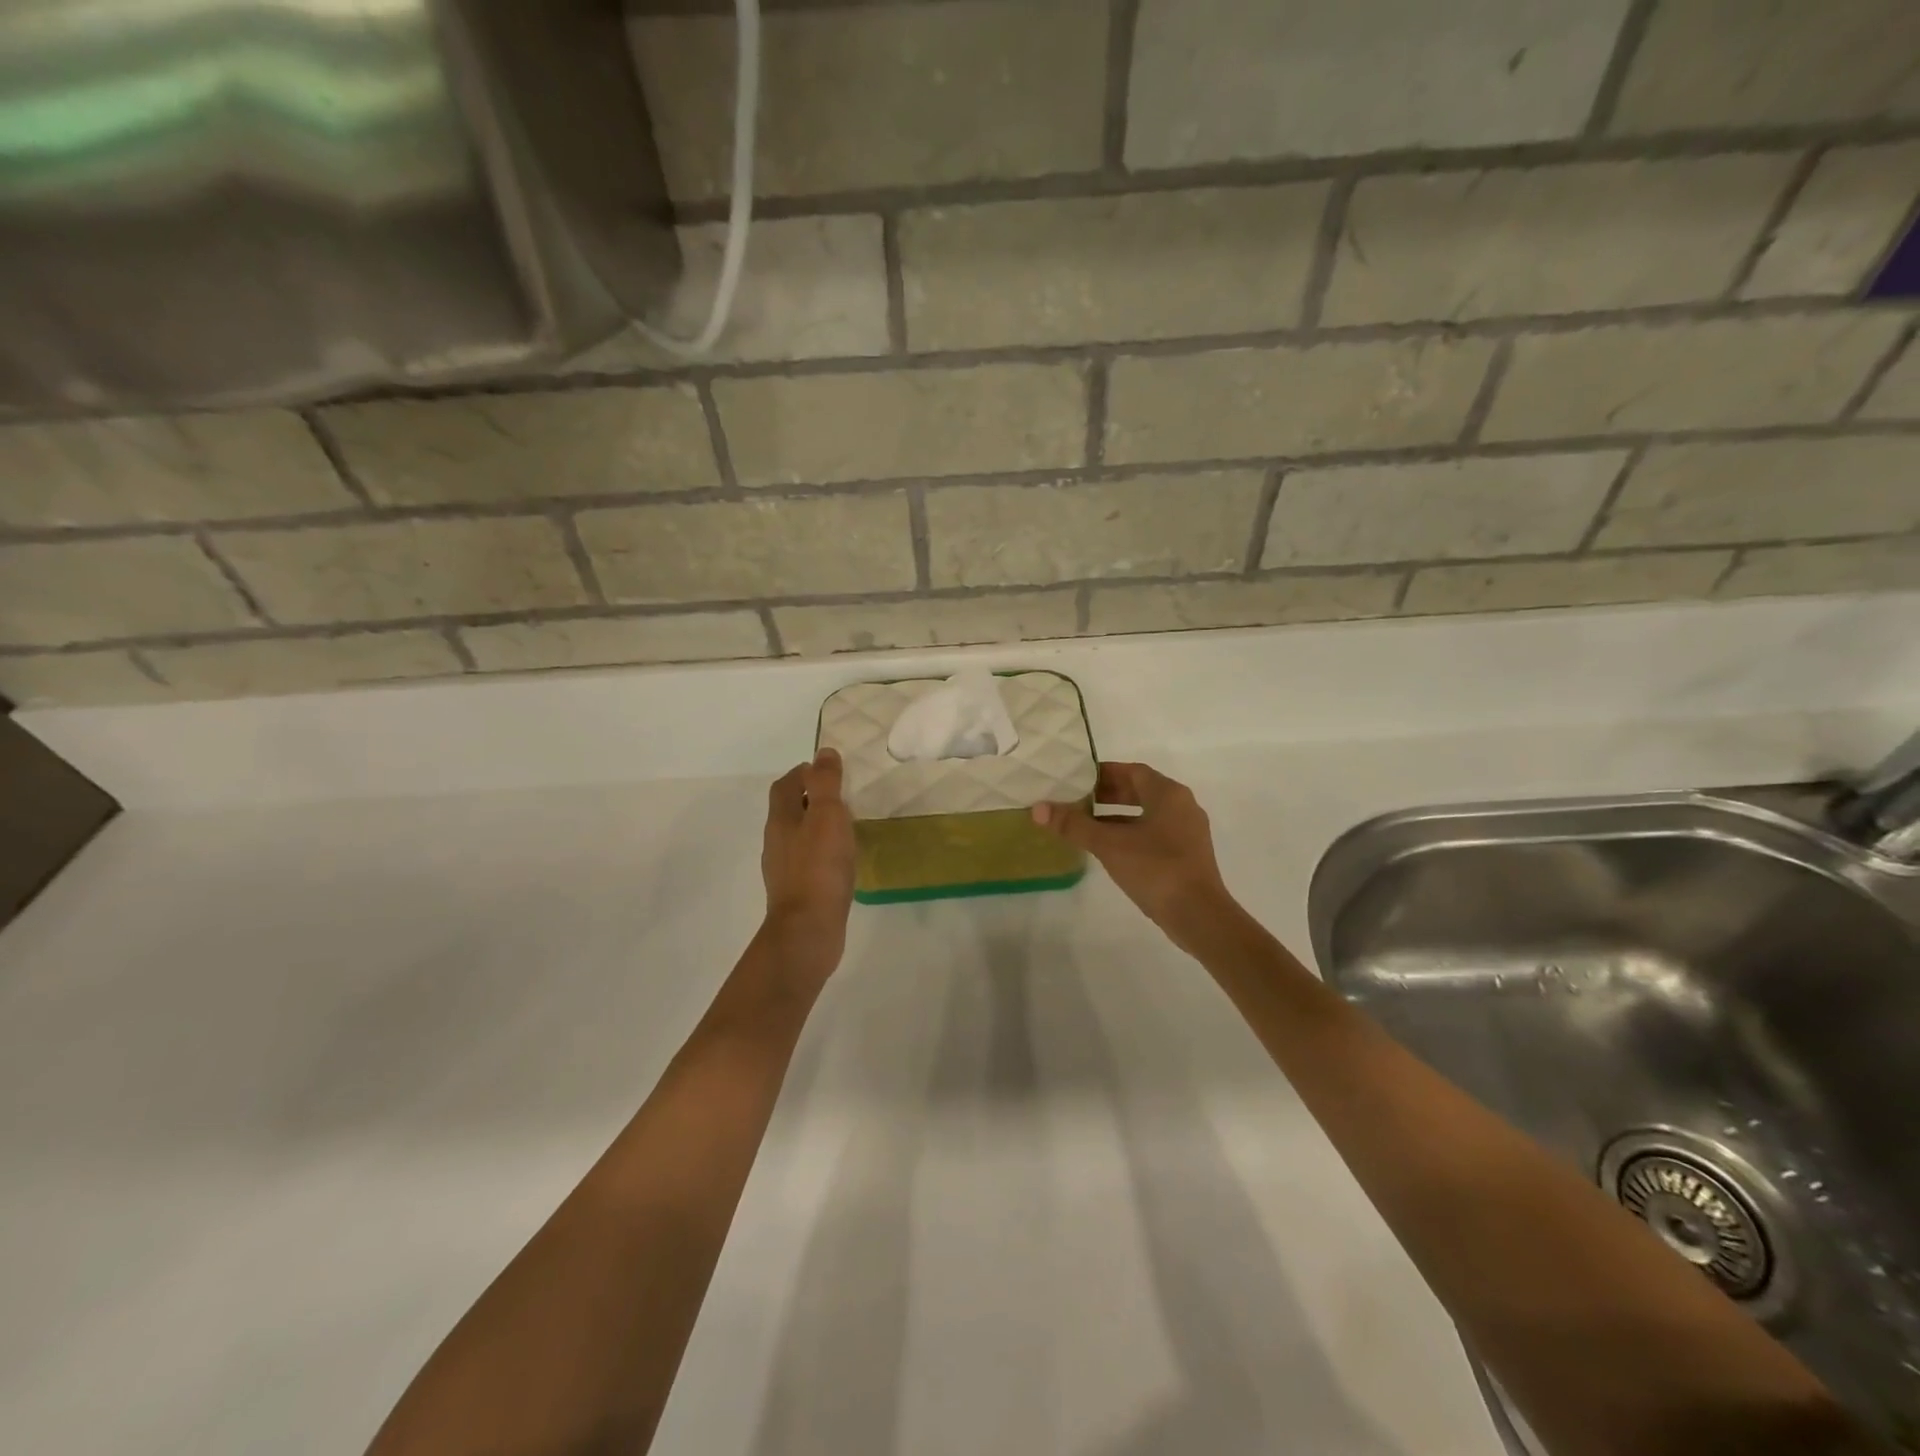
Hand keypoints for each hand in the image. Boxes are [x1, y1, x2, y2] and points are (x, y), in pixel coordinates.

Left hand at [760, 748, 856, 975]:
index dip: (803, 773)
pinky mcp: (797, 892)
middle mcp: (777, 842)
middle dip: (810, 799)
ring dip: (816, 827)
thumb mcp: (827, 816)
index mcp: (781, 820)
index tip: (826, 771)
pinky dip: (822, 854)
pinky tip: (841, 862)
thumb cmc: (819, 867)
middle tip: (840, 797)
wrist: (808, 930)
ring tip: (845, 827)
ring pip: (798, 837)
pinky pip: (808, 863)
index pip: (785, 785)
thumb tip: (823, 753)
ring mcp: (784, 870)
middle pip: (788, 810)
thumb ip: (825, 783)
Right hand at [1032, 762, 1241, 953]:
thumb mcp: (1109, 844)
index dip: (1103, 773)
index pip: (1132, 771)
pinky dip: (1130, 833)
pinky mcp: (1187, 855)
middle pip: (1140, 791)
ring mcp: (1187, 832)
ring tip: (1085, 823)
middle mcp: (1182, 806)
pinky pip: (1154, 833)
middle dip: (1108, 794)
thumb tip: (1038, 809)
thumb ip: (1074, 825)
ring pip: (1146, 814)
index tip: (1076, 779)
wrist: (1199, 916)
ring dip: (1117, 816)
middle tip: (1076, 799)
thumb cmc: (1155, 869)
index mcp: (1168, 794)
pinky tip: (1109, 848)